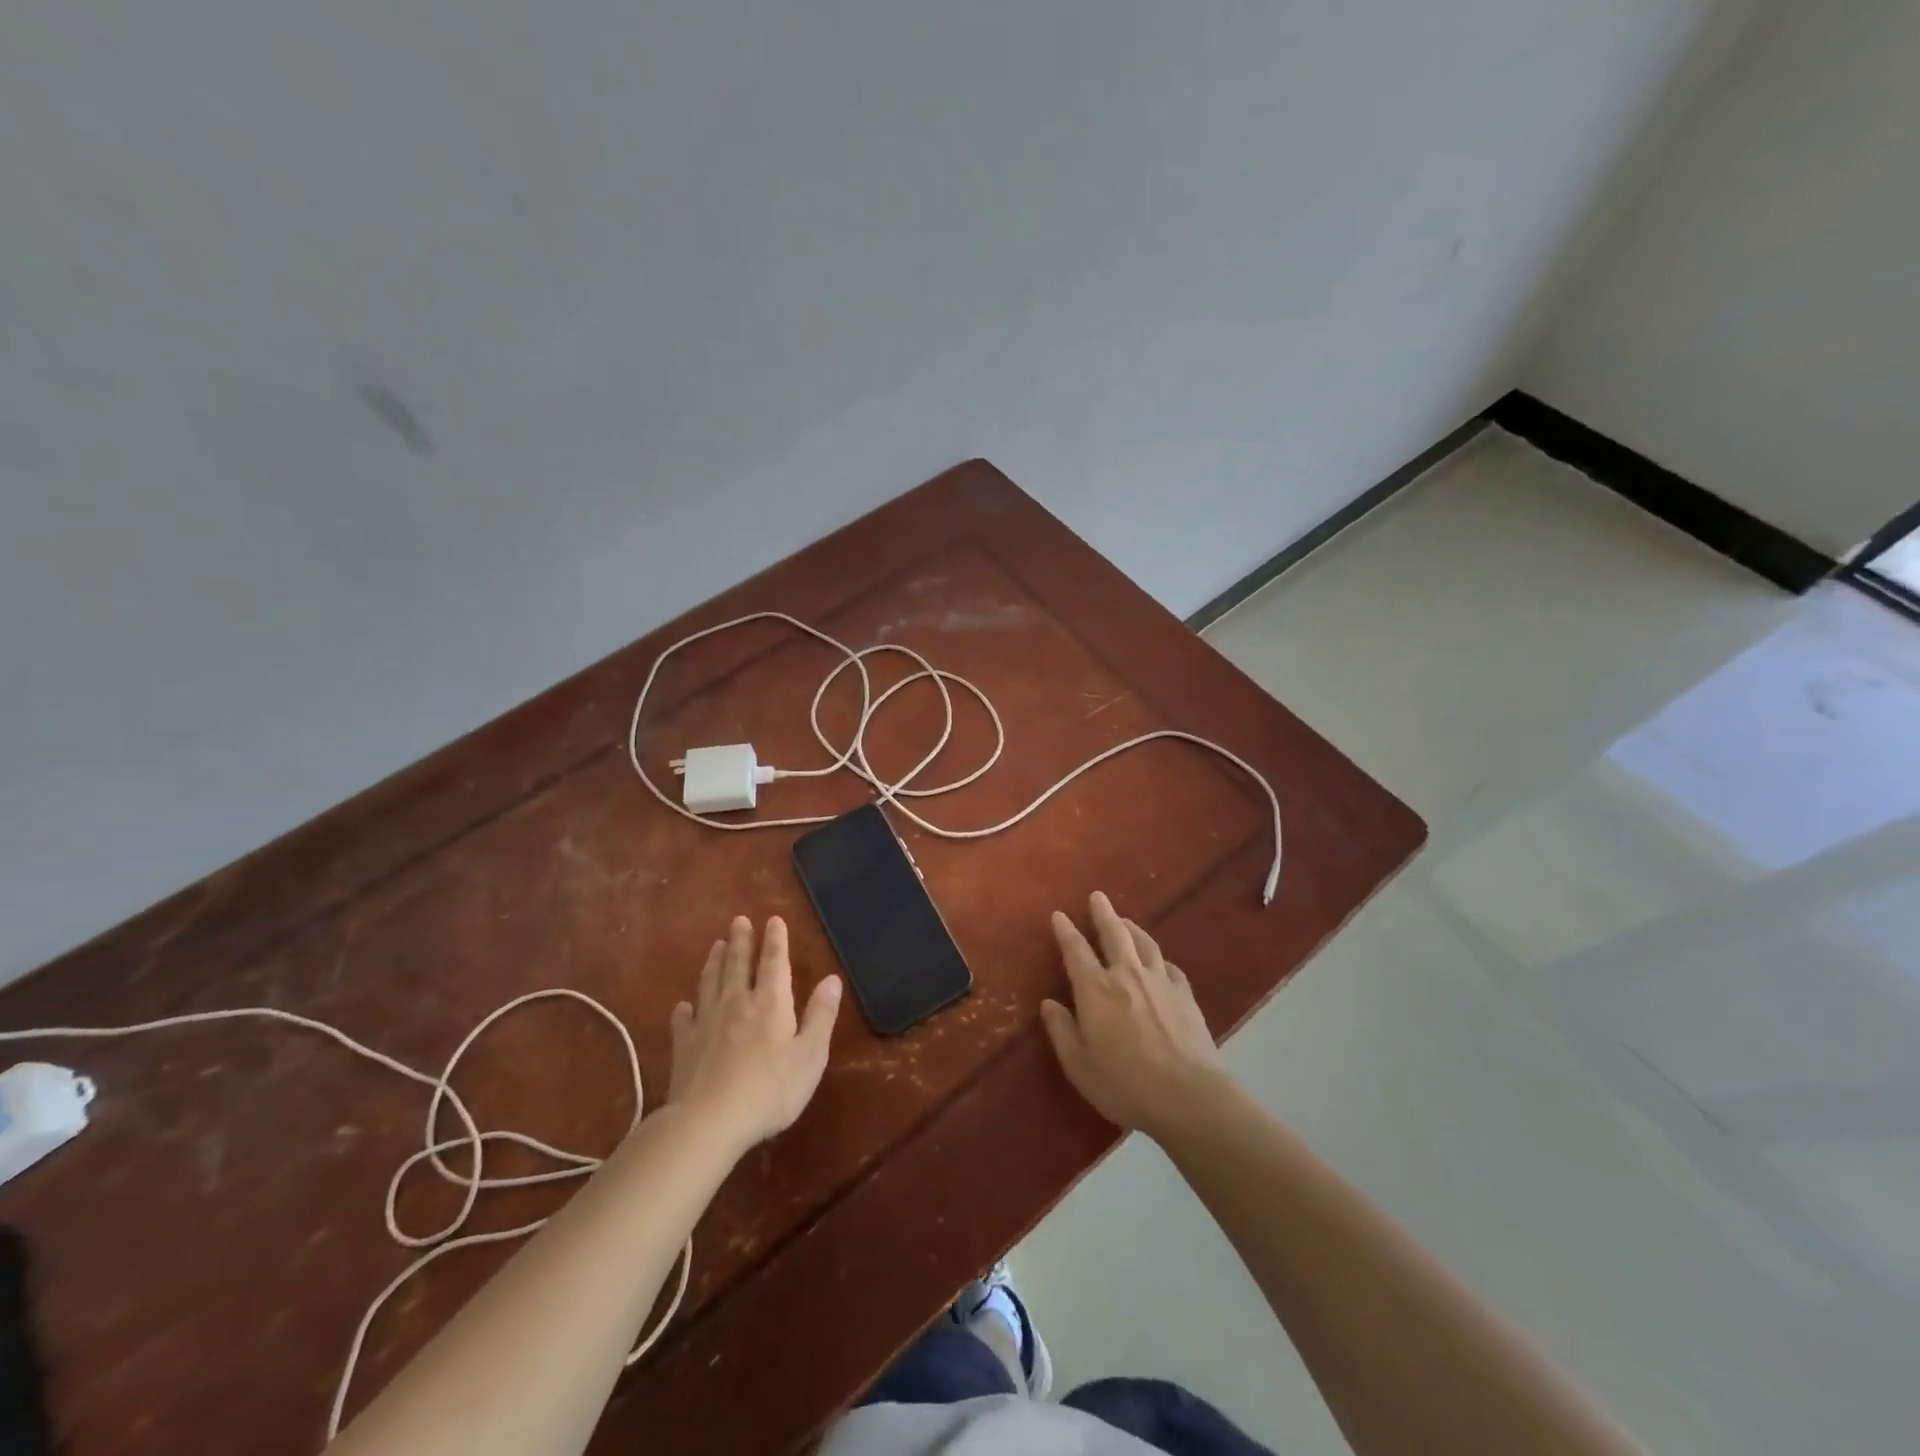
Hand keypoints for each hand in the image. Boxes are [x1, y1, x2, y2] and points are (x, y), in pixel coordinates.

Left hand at [667, 915, 841, 1149]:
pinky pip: (684, 1019)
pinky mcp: (685, 1046)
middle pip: (738, 964)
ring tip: (716, 945)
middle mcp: (737, 1003)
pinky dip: (685, 1007)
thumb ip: (821, 1015)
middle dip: (740, 941)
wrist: (709, 1121)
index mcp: (770, 1002)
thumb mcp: (810, 1055)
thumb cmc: (770, 1089)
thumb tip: (833, 979)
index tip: (773, 920)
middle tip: (738, 920)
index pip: (774, 962)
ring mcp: (706, 1023)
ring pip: (710, 983)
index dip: (775, 940)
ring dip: (714, 962)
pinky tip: (684, 1004)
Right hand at [1040, 891, 1225, 1138]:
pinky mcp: (1185, 995)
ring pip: (1144, 943)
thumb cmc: (1125, 1084)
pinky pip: (1169, 966)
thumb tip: (1048, 1004)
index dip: (1065, 931)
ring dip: (1132, 928)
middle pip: (1114, 933)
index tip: (1059, 915)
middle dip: (1103, 913)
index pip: (1076, 950)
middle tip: (1097, 896)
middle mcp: (1127, 974)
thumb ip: (1062, 1031)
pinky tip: (1159, 962)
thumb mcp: (1079, 1065)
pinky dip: (1158, 959)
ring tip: (1125, 920)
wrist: (1189, 1096)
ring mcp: (1160, 981)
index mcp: (1096, 989)